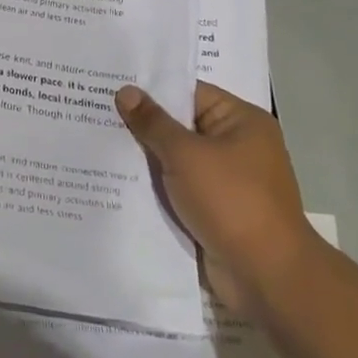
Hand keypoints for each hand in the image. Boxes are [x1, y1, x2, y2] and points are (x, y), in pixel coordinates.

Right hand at [115, 81, 317, 311]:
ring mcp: (225, 179)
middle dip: (141, 122)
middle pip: (179, 124)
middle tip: (91, 108)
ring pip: (174, 158)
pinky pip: (177, 185)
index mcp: (241, 121)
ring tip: (95, 138)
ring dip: (143, 155)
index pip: (188, 92)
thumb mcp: (186, 154)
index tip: (109, 82)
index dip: (149, 88)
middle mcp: (236, 145)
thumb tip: (125, 91)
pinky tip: (115, 176)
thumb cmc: (231, 201)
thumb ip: (153, 122)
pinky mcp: (213, 208)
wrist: (266, 275)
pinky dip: (153, 183)